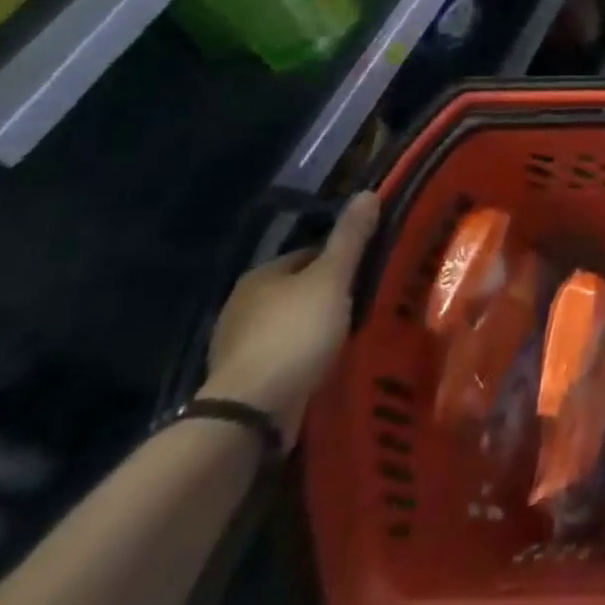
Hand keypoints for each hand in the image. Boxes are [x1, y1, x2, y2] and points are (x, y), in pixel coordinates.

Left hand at [200, 192, 380, 447]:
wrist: (251, 412)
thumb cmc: (295, 333)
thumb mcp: (332, 279)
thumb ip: (350, 238)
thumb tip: (367, 192)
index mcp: (260, 275)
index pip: (308, 255)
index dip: (339, 261)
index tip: (366, 273)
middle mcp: (241, 306)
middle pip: (297, 291)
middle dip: (326, 297)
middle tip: (362, 305)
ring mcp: (237, 348)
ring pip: (289, 326)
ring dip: (313, 331)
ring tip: (348, 338)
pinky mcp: (242, 383)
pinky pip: (281, 359)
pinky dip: (301, 360)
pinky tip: (322, 367)